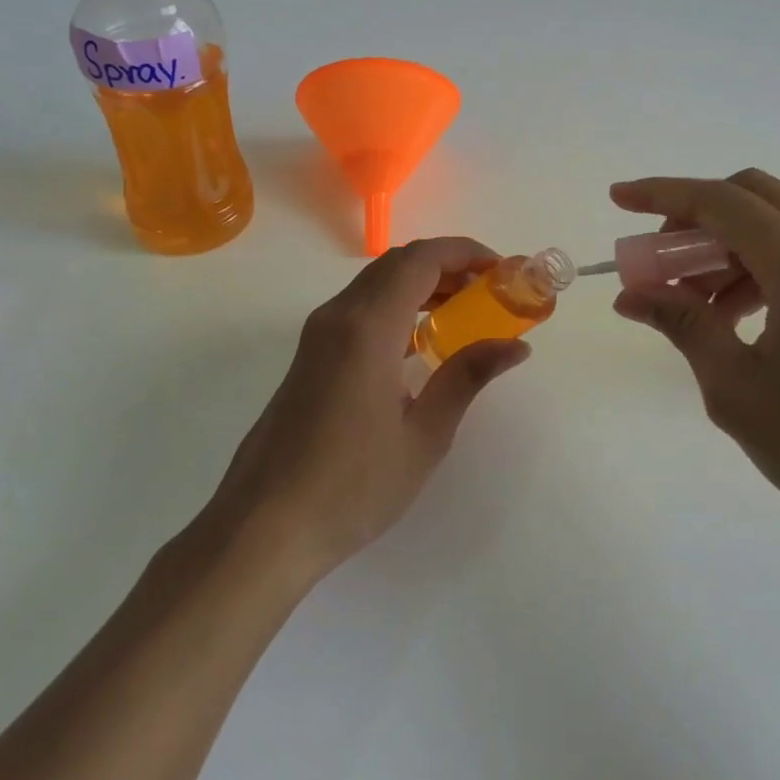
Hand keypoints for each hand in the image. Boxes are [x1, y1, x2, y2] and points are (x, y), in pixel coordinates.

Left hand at [205, 238, 529, 582]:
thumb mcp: (423, 435)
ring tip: (464, 314)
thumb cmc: (352, 486)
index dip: (466, 253)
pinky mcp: (309, 357)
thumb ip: (467, 377)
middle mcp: (338, 316)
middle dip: (448, 266)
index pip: (421, 259)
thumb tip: (515, 345)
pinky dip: (397, 307)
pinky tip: (420, 344)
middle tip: (490, 294)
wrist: (263, 527)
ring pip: (376, 284)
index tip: (503, 272)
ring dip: (421, 286)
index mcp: (368, 327)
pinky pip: (359, 310)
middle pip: (397, 264)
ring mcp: (317, 335)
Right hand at [609, 170, 779, 572]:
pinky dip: (760, 265)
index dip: (661, 194)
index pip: (718, 202)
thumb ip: (683, 324)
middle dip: (694, 217)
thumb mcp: (737, 388)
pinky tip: (739, 315)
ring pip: (779, 223)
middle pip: (751, 196)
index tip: (617, 198)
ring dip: (726, 245)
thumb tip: (632, 295)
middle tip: (659, 261)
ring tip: (693, 302)